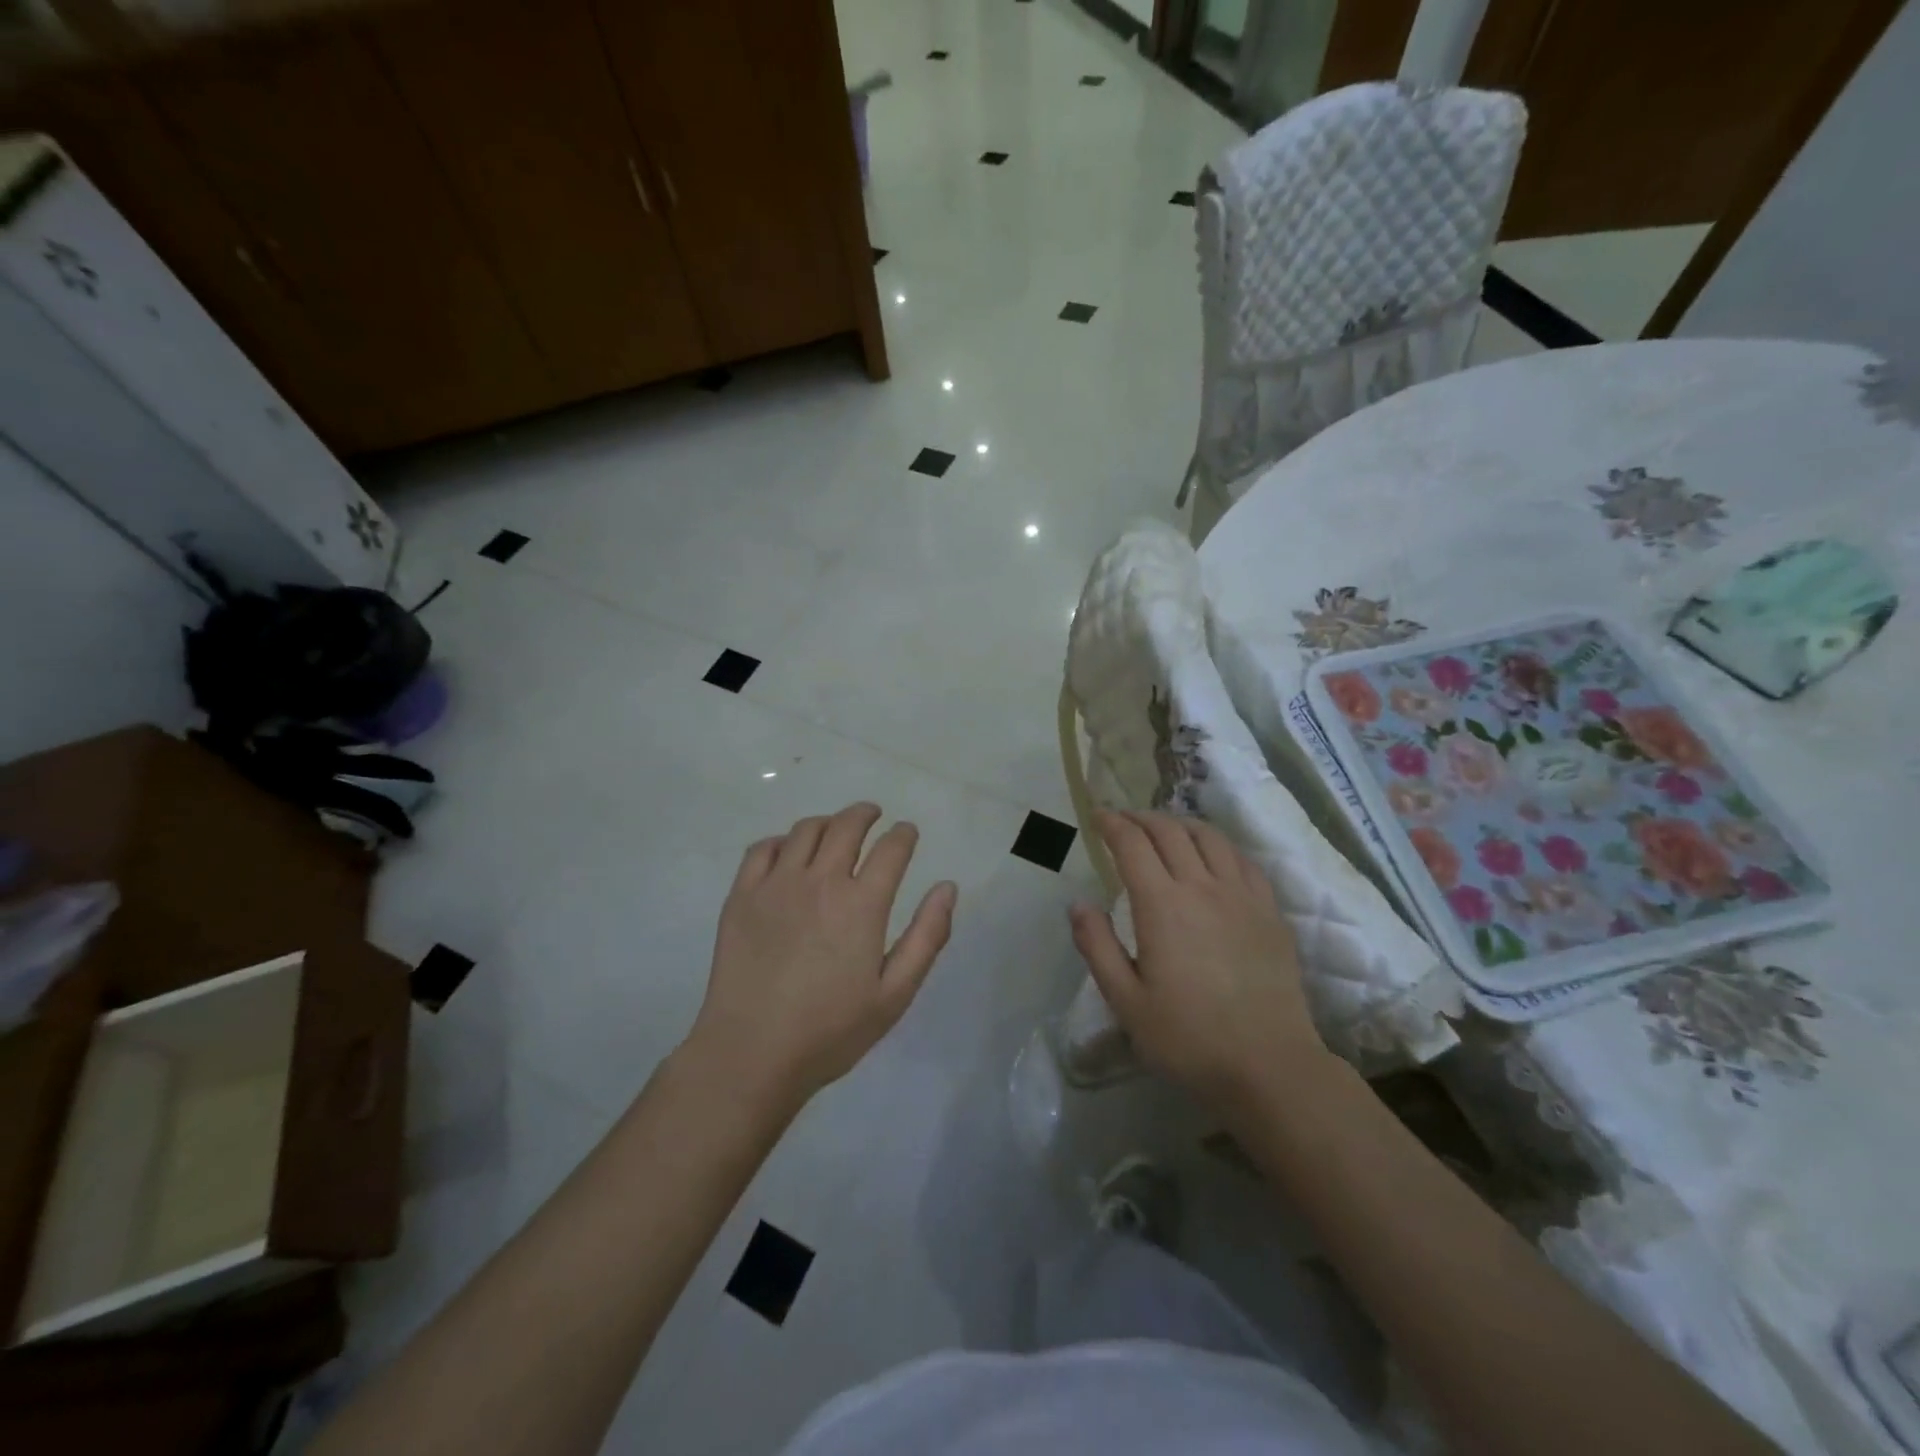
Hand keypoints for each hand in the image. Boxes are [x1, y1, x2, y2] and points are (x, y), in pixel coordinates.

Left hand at [687, 803, 957, 1105]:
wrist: (751, 1054)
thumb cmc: (831, 1031)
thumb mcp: (895, 994)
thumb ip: (927, 936)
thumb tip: (947, 887)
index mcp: (862, 904)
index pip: (891, 848)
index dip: (904, 834)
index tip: (907, 833)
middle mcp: (821, 881)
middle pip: (847, 826)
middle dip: (866, 814)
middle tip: (874, 816)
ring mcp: (776, 885)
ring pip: (805, 830)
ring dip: (827, 822)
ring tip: (834, 830)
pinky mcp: (741, 896)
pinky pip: (762, 849)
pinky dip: (781, 841)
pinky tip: (787, 852)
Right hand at [1070, 810, 1326, 1110]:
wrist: (1270, 1066)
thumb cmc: (1188, 1039)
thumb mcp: (1126, 1001)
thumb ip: (1097, 947)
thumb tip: (1078, 903)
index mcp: (1162, 905)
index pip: (1132, 844)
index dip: (1112, 824)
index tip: (1097, 816)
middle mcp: (1202, 887)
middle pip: (1169, 831)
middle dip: (1141, 818)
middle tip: (1123, 821)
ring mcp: (1242, 895)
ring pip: (1209, 837)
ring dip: (1180, 824)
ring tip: (1164, 829)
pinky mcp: (1270, 911)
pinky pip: (1242, 860)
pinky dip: (1218, 845)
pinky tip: (1212, 856)